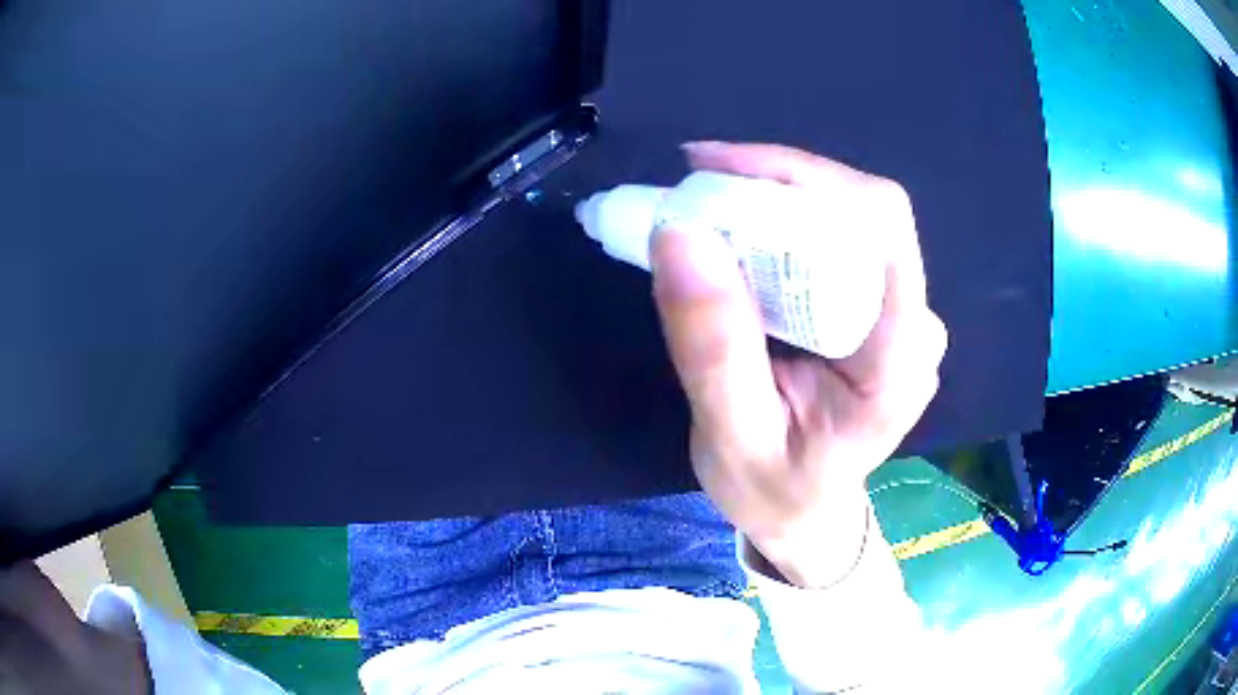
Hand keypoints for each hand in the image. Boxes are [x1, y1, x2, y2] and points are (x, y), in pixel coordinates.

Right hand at [651, 142, 946, 587]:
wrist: (805, 511)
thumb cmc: (775, 491)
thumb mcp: (731, 437)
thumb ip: (713, 349)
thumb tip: (680, 236)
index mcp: (899, 361)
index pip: (881, 230)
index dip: (806, 180)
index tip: (719, 172)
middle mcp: (914, 323)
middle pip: (861, 212)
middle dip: (776, 185)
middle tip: (694, 189)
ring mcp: (900, 311)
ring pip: (846, 217)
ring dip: (772, 199)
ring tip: (703, 207)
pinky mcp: (876, 306)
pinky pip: (834, 238)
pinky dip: (777, 222)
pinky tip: (733, 233)